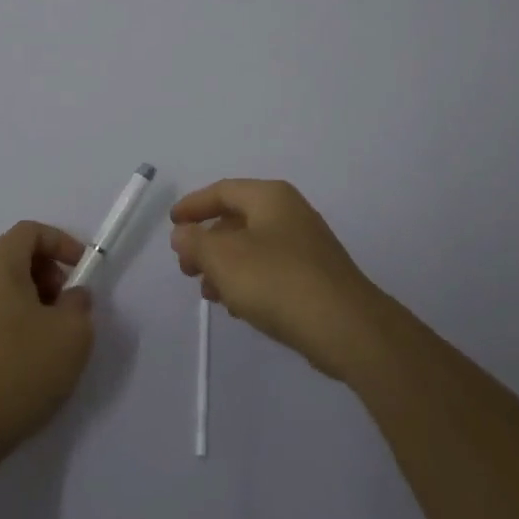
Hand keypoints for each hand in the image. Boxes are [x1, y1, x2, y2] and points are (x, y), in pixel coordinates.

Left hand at [0, 222, 95, 466]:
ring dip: (33, 295)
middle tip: (67, 302)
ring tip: (53, 331)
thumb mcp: (72, 332)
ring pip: (2, 284)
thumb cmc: (23, 369)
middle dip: (47, 270)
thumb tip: (71, 297)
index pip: (30, 231)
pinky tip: (30, 353)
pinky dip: (15, 316)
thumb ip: (79, 303)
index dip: (61, 242)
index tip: (82, 270)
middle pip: (14, 254)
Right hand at [171, 179, 388, 380]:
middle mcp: (290, 212)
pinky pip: (271, 269)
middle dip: (207, 243)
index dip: (193, 206)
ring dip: (225, 266)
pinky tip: (238, 306)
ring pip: (253, 248)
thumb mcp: (224, 258)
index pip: (222, 191)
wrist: (347, 328)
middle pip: (237, 219)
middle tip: (187, 268)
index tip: (172, 224)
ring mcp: (306, 245)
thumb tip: (182, 233)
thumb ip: (196, 242)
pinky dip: (248, 281)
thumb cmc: (277, 281)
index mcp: (270, 197)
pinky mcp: (315, 276)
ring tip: (209, 293)